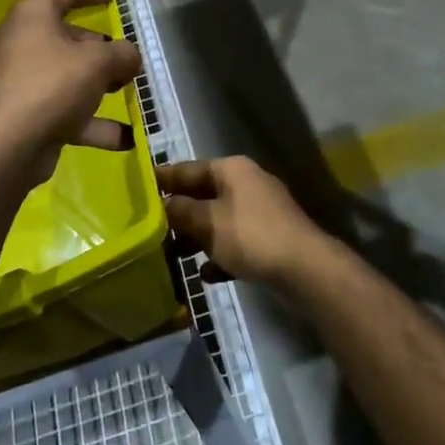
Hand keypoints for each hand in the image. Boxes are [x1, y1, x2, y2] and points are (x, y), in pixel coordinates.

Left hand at [0, 0, 142, 184]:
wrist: (6, 146)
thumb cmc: (51, 84)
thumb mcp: (97, 61)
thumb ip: (121, 54)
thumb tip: (130, 56)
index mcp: (31, 17)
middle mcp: (21, 45)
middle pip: (66, 38)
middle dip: (101, 48)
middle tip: (128, 57)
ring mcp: (20, 83)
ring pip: (67, 77)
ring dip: (99, 85)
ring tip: (129, 91)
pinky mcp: (25, 117)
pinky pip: (64, 112)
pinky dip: (92, 122)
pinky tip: (125, 138)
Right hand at [158, 157, 327, 288]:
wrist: (305, 269)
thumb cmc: (250, 236)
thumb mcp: (207, 222)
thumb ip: (181, 211)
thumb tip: (164, 204)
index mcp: (232, 170)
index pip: (188, 169)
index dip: (163, 178)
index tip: (139, 185)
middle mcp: (247, 184)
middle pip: (204, 195)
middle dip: (179, 214)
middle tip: (150, 228)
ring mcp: (261, 212)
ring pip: (219, 221)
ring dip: (197, 238)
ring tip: (172, 256)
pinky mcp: (270, 239)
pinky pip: (236, 243)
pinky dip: (220, 256)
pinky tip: (205, 275)